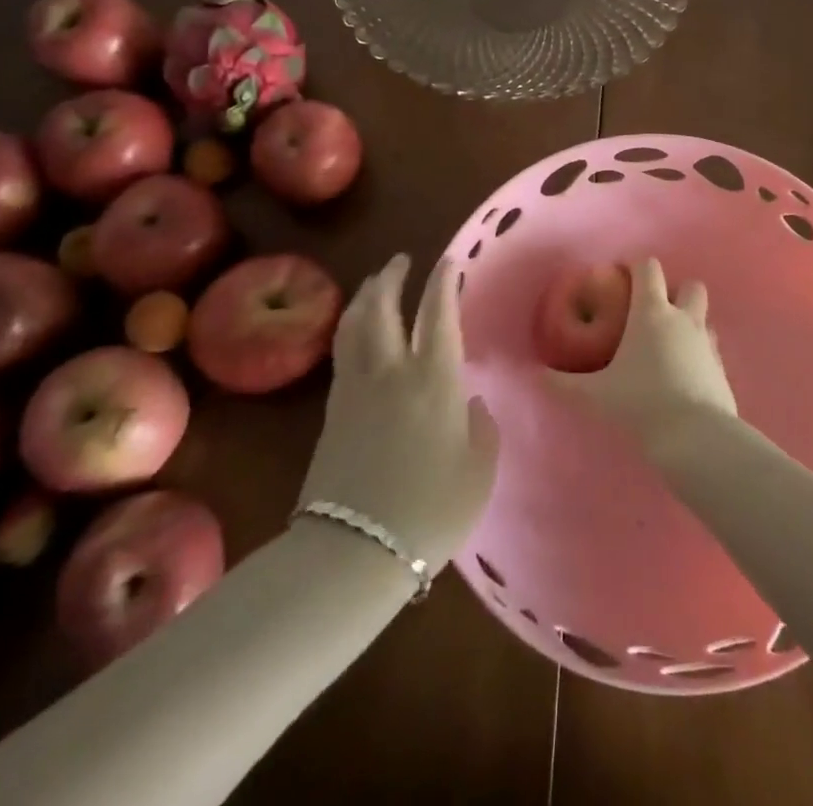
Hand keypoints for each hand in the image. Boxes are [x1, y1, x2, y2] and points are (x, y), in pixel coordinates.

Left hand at [297, 255, 498, 573]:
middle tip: (400, 260)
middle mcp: (392, 370)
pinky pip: (342, 352)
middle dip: (392, 277)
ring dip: (365, 297)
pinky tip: (356, 334)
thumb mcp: (477, 473)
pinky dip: (350, 329)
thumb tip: (470, 403)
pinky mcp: (331, 411)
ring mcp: (355, 388)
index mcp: (434, 378)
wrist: (353, 551)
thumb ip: (481, 430)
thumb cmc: (429, 511)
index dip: (443, 282)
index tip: (448, 261)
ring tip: (374, 285)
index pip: (438, 313)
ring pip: (354, 325)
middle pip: (384, 307)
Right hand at [547, 258, 736, 456]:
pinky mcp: (722, 368)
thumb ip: (564, 384)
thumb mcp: (596, 395)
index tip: (622, 277)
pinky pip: (711, 348)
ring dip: (689, 322)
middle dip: (675, 291)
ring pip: (704, 316)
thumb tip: (537, 375)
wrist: (695, 437)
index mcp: (652, 313)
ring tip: (667, 345)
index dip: (636, 266)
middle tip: (654, 311)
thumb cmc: (641, 404)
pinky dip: (699, 353)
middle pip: (690, 285)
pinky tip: (683, 374)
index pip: (649, 268)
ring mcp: (708, 342)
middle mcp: (683, 319)